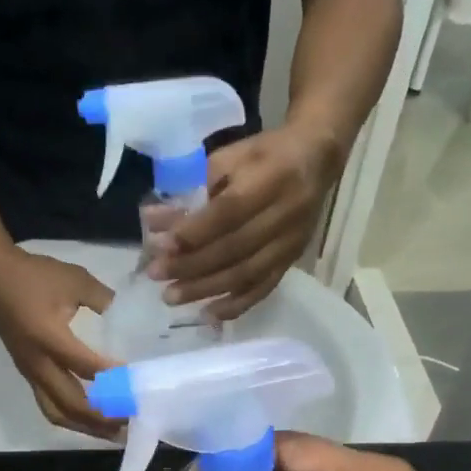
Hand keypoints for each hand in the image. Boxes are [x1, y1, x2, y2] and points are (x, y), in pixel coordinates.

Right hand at [0, 247, 118, 436]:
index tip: (139, 387)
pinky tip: (91, 419)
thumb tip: (128, 320)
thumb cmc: (34, 276)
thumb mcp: (75, 280)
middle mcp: (38, 363)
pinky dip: (72, 417)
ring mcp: (30, 372)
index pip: (86, 368)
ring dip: (86, 426)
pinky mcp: (28, 374)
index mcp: (49, 337)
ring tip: (114, 432)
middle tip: (131, 421)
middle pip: (71, 403)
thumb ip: (105, 300)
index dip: (114, 380)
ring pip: (57, 412)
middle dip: (103, 417)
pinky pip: (49, 405)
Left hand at [152, 123, 340, 319]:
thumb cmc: (264, 155)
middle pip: (233, 248)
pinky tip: (208, 315)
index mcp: (269, 179)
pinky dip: (235, 305)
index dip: (193, 232)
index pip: (227, 213)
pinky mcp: (291, 260)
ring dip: (205, 289)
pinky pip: (263, 288)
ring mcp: (289, 242)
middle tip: (157, 275)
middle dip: (191, 265)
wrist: (316, 158)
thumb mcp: (227, 158)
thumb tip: (154, 221)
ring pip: (245, 273)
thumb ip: (192, 189)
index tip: (161, 246)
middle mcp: (284, 214)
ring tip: (172, 297)